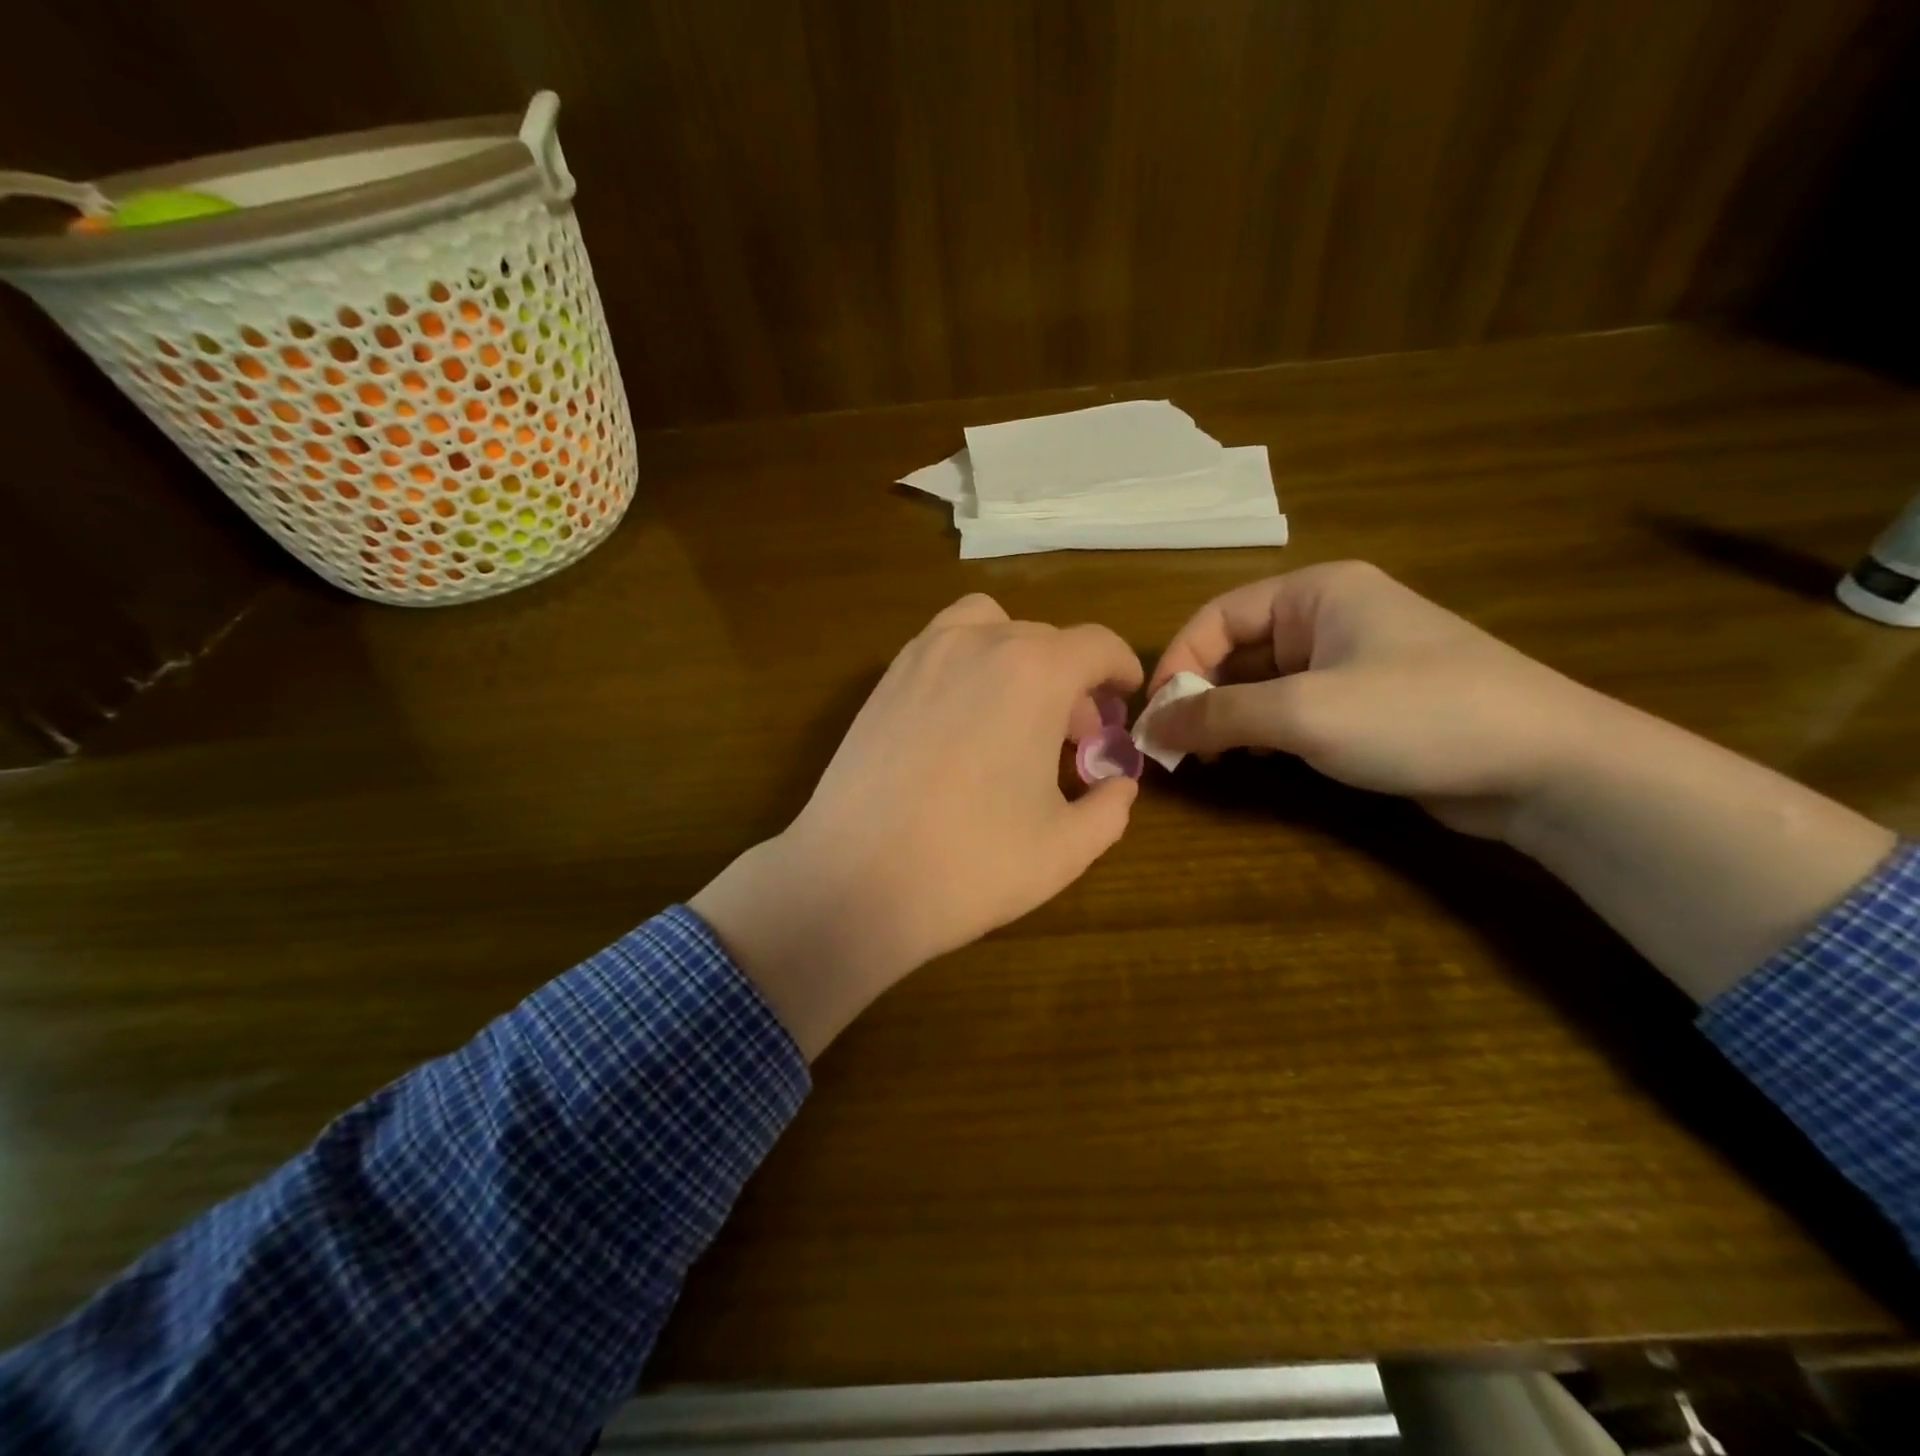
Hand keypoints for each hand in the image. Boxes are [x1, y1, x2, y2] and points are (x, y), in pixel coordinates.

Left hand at [692, 594, 1142, 1056]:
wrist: (854, 881)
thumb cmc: (972, 864)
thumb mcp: (1066, 848)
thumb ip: (1110, 807)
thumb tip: (1118, 784)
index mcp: (1034, 672)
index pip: (1097, 644)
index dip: (1121, 668)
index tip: (1126, 695)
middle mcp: (978, 643)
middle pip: (1045, 639)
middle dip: (1072, 681)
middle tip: (1073, 737)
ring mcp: (922, 656)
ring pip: (988, 627)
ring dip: (1017, 656)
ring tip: (1017, 711)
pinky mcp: (884, 680)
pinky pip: (941, 646)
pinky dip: (968, 662)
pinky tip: (965, 720)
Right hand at [1147, 561, 1600, 836]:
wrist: (1546, 767)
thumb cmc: (1417, 715)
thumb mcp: (1304, 712)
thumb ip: (1218, 716)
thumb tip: (1149, 727)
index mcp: (1317, 592)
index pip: (1218, 616)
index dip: (1178, 662)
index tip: (1154, 716)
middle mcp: (1329, 617)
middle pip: (1236, 649)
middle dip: (1200, 694)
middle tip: (1174, 745)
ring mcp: (1349, 662)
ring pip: (1261, 683)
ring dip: (1226, 716)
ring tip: (1205, 757)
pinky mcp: (1364, 705)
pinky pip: (1291, 709)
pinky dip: (1260, 732)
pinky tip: (1250, 761)